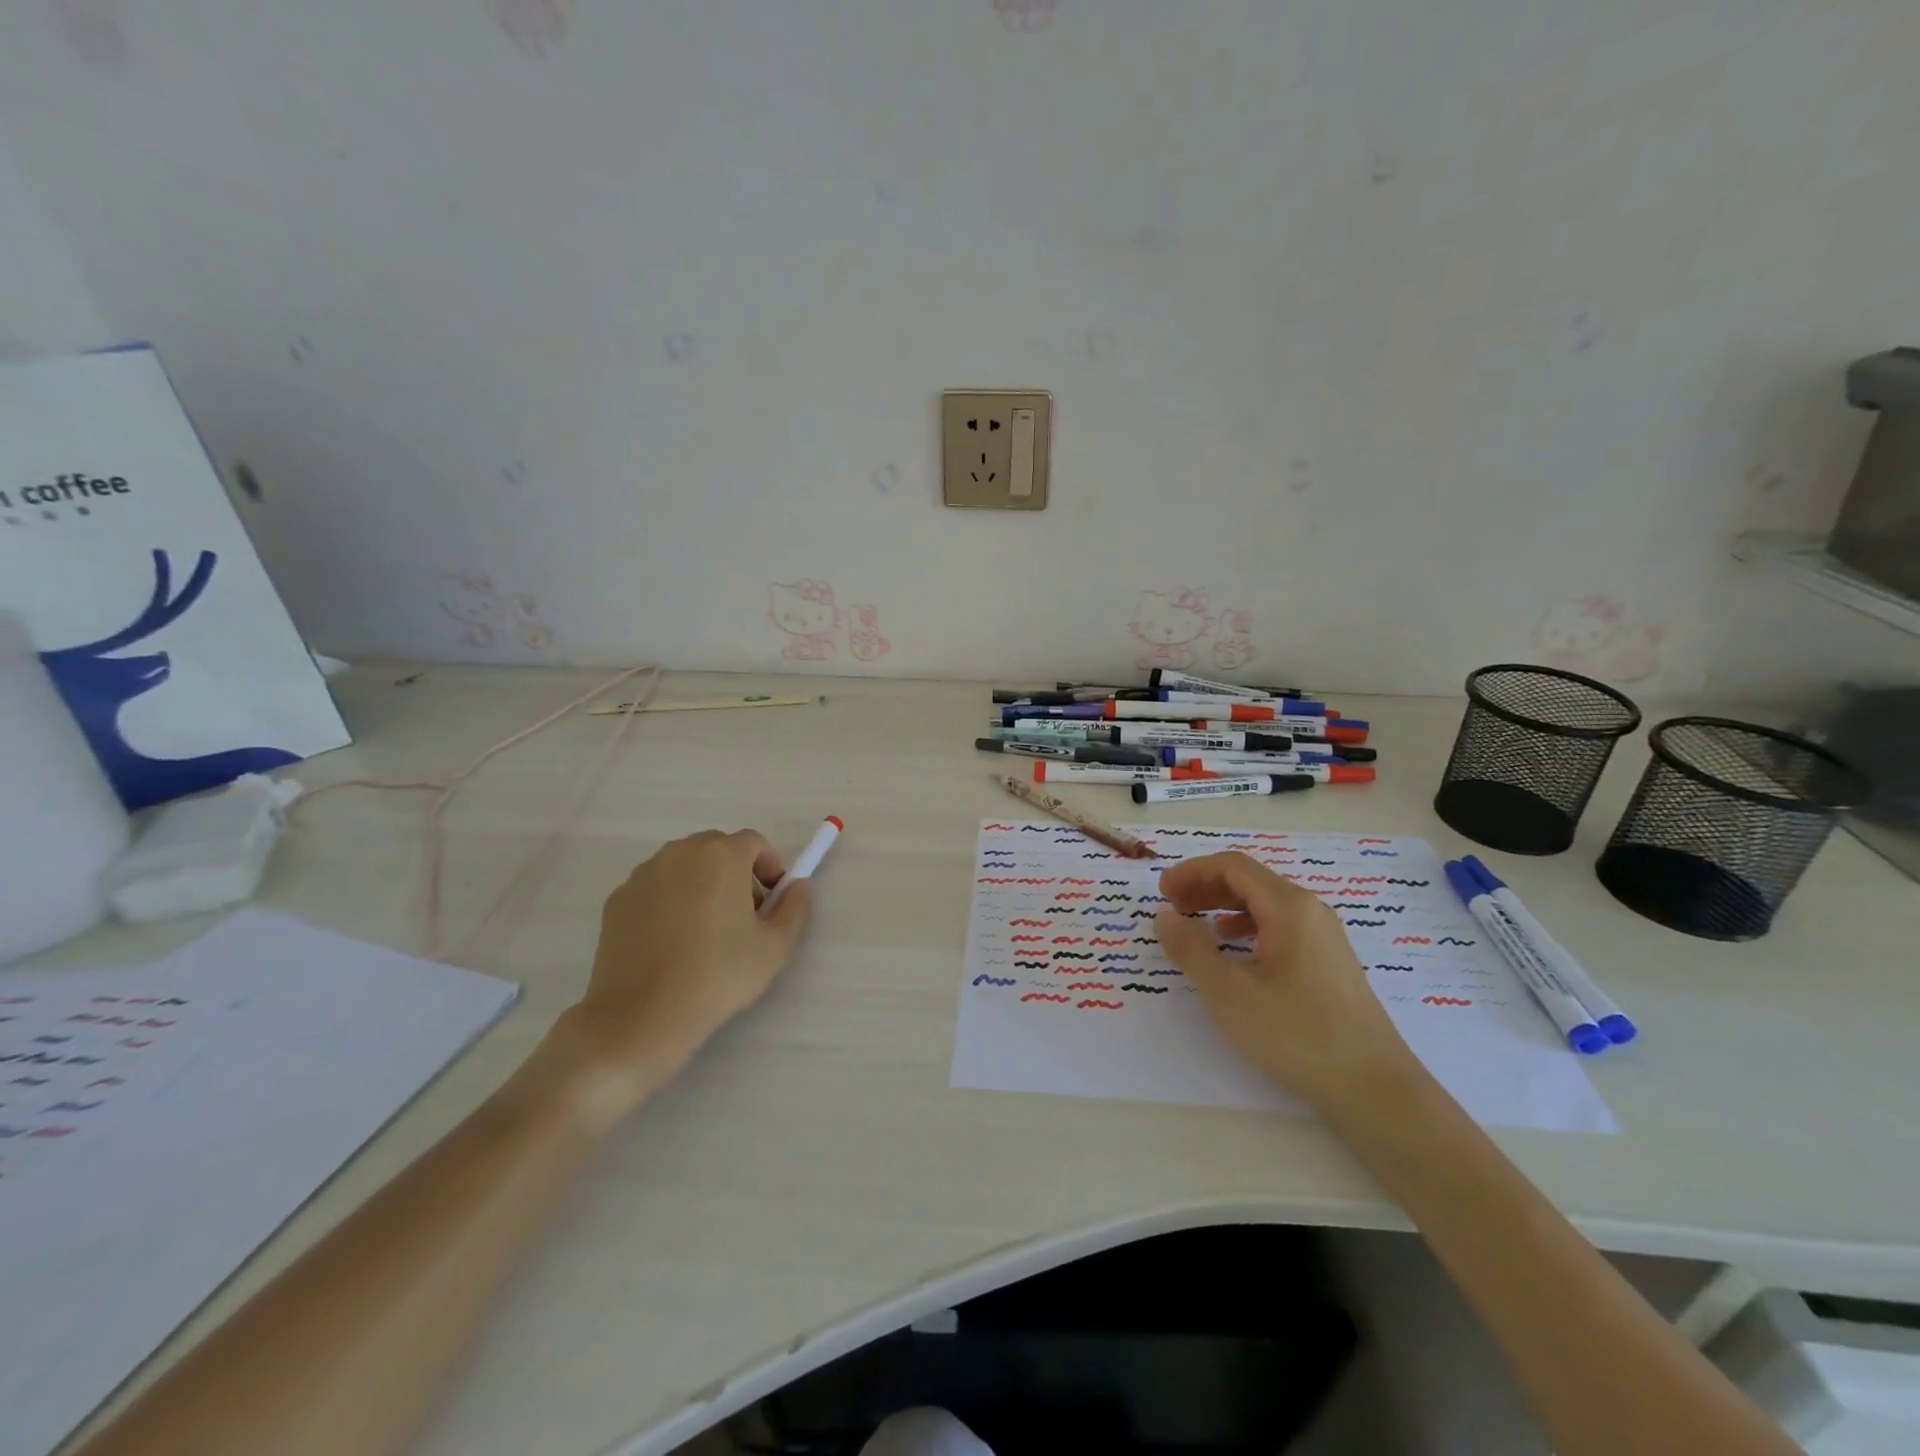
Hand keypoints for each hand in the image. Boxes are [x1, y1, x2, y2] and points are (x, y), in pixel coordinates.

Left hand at [552, 830, 812, 1108]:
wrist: (641, 1016)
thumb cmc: (718, 975)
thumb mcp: (775, 947)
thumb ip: (795, 907)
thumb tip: (798, 886)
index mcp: (721, 855)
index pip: (754, 842)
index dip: (769, 867)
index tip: (772, 901)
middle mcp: (680, 853)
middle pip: (717, 849)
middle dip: (736, 872)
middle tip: (743, 915)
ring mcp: (643, 874)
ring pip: (683, 866)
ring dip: (701, 883)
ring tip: (705, 930)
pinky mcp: (617, 899)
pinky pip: (655, 888)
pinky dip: (669, 901)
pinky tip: (672, 942)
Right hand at [1154, 852, 1420, 1115]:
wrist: (1375, 1089)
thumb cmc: (1296, 1034)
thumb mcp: (1228, 992)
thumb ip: (1190, 948)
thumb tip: (1164, 915)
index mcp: (1289, 907)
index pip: (1232, 866)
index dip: (1192, 871)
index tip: (1162, 892)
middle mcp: (1310, 911)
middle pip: (1250, 880)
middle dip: (1205, 887)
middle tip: (1172, 907)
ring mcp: (1325, 936)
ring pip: (1266, 905)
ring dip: (1224, 907)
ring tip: (1196, 927)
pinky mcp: (1330, 962)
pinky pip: (1281, 927)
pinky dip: (1248, 928)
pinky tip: (1235, 952)